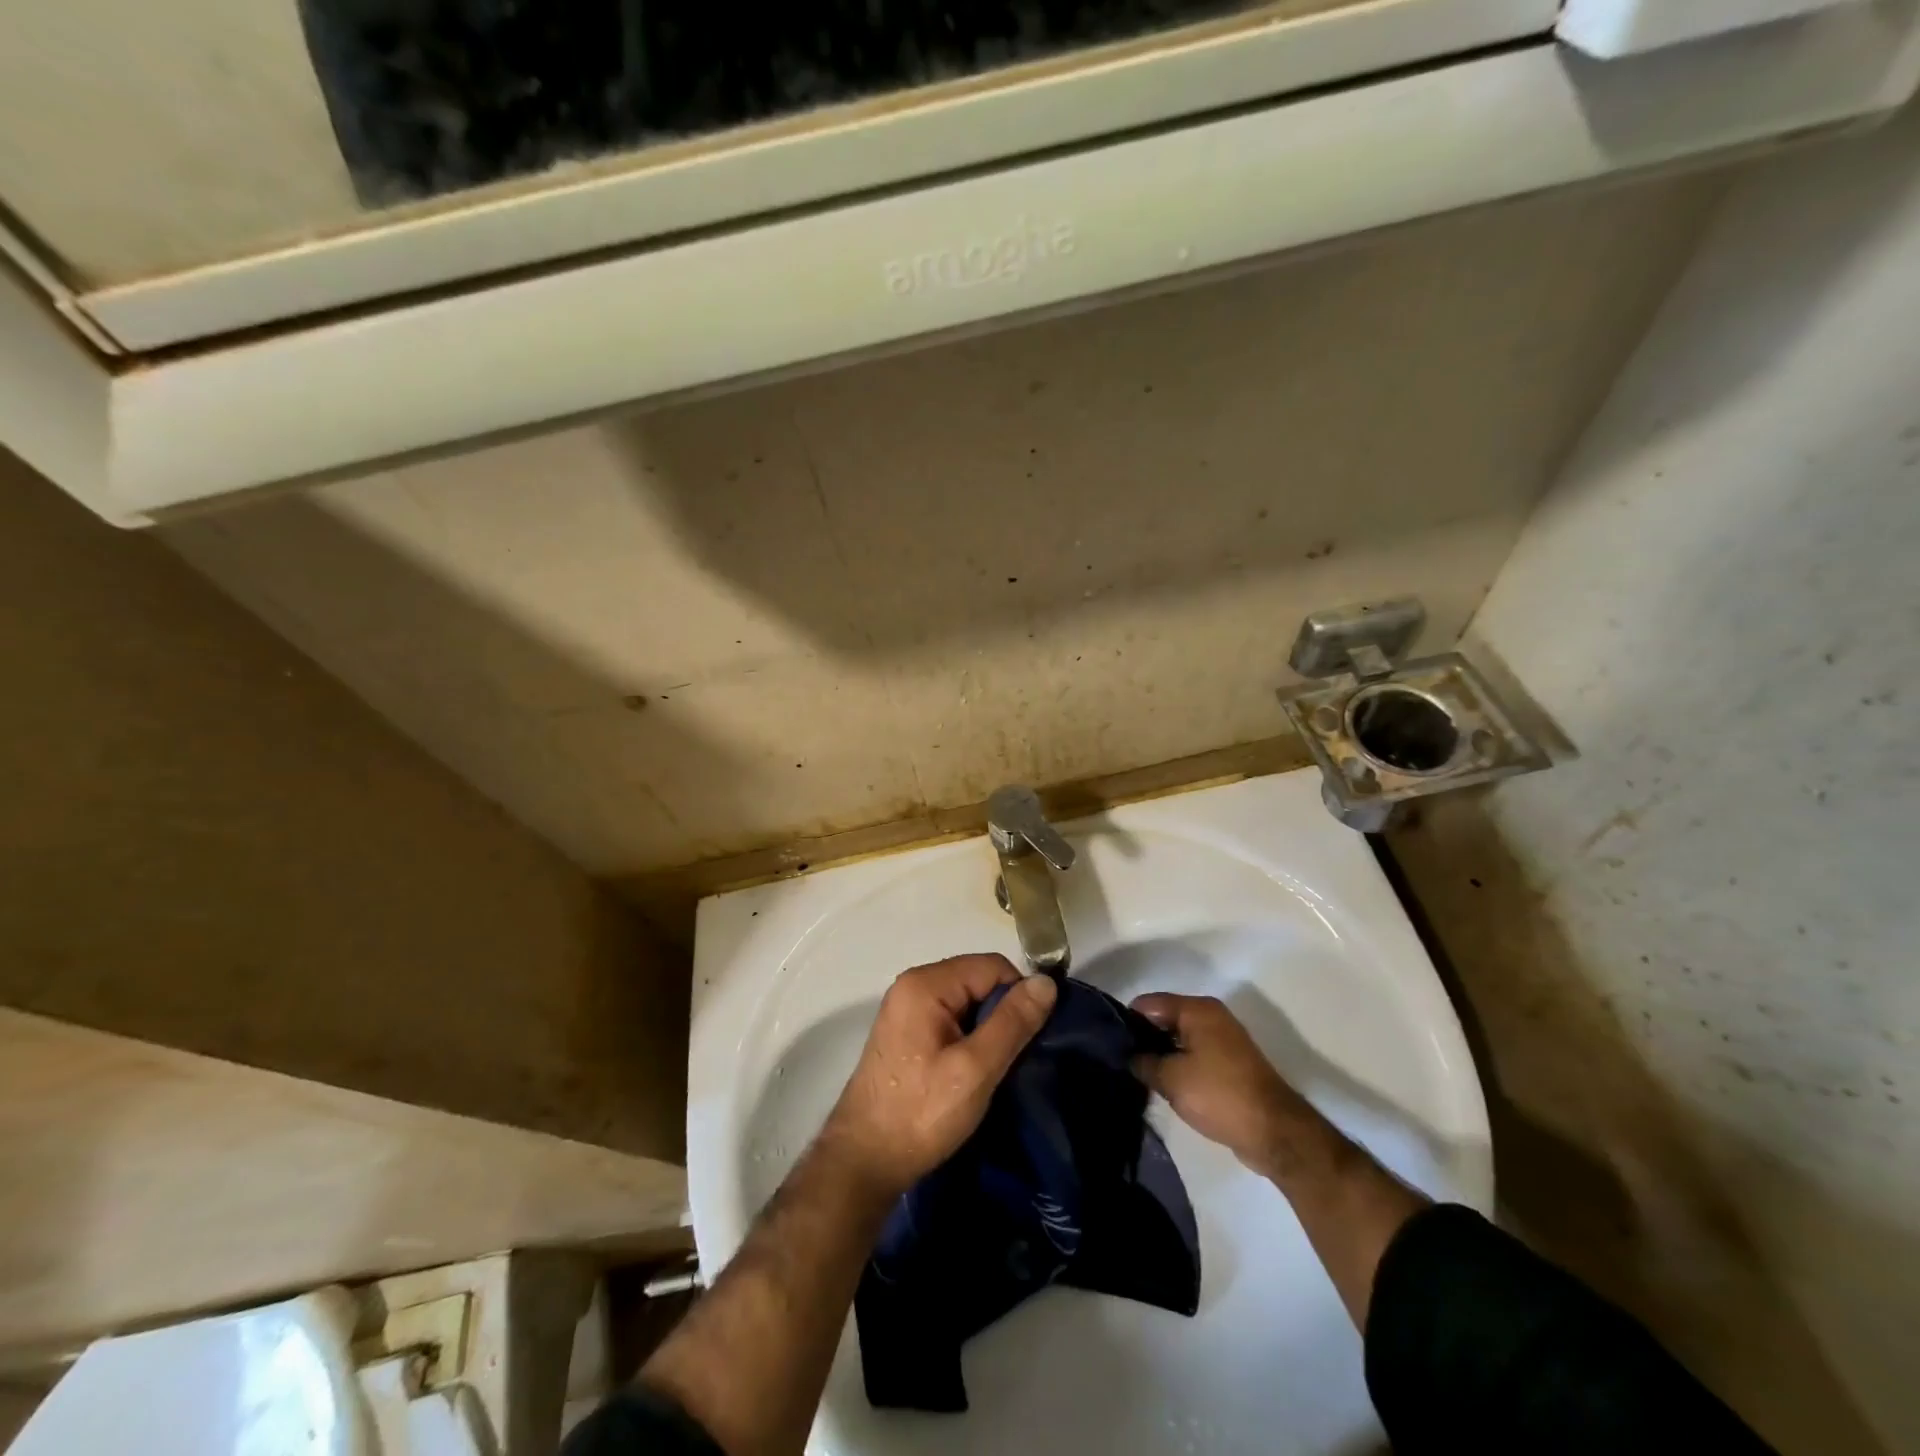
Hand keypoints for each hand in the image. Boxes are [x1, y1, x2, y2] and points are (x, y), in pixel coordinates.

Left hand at [820, 954, 1056, 1200]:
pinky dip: (969, 1037)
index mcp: (925, 984)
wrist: (865, 1162)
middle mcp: (912, 985)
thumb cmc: (921, 1114)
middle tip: (1013, 1057)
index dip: (1018, 995)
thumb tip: (1046, 982)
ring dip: (987, 1028)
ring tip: (994, 1067)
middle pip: (978, 980)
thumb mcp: (975, 1069)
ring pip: (967, 1001)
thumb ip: (1012, 1022)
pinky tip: (972, 1071)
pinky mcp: (906, 1032)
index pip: (992, 966)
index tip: (1030, 1038)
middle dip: (1002, 1012)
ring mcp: (906, 1008)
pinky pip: (951, 1018)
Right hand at [1130, 993, 1328, 1182]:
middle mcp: (1211, 1016)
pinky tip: (1165, 1085)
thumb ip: (1143, 1062)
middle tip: (1123, 1062)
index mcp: (1197, 1009)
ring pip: (1180, 1039)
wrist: (1275, 1132)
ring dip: (1162, 1055)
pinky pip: (1195, 1055)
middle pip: (1165, 1019)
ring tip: (1140, 1076)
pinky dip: (1180, 1066)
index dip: (1127, 1021)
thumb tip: (1129, 1056)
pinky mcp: (1231, 1063)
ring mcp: (1224, 1040)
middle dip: (1144, 1039)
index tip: (1111, 1044)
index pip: (1149, 1003)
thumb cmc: (1219, 1095)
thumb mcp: (1171, 1079)